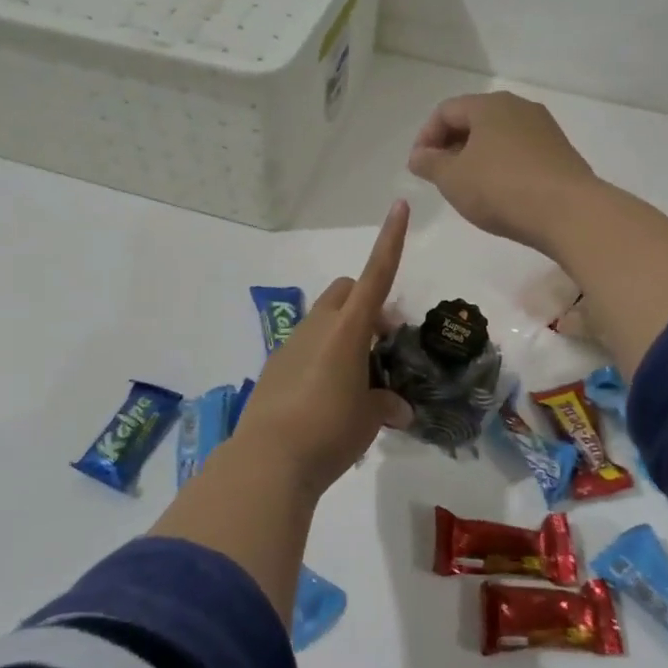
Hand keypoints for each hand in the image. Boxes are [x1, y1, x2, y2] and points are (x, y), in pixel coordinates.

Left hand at [227, 200, 414, 497]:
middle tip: (383, 344)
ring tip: (359, 380)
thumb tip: (397, 407)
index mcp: (348, 329)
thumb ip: (386, 404)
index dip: (391, 241)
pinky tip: (329, 397)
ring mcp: (292, 345)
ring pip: (325, 319)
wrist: (268, 460)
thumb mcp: (370, 419)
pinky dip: (324, 356)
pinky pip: (306, 346)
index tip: (399, 207)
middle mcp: (318, 326)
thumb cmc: (330, 431)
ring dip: (346, 333)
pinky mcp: (275, 367)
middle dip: (368, 304)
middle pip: (347, 291)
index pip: (376, 275)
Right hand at [407, 92, 600, 252]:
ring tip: (467, 187)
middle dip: (450, 146)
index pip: (446, 111)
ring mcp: (543, 128)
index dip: (425, 137)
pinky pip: (519, 151)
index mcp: (489, 105)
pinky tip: (498, 192)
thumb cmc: (501, 188)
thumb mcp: (452, 178)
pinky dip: (500, 165)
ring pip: (497, 136)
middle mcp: (518, 107)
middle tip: (439, 177)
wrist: (569, 212)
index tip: (418, 167)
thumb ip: (429, 164)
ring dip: (475, 157)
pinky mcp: (559, 152)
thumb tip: (418, 156)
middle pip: (473, 120)